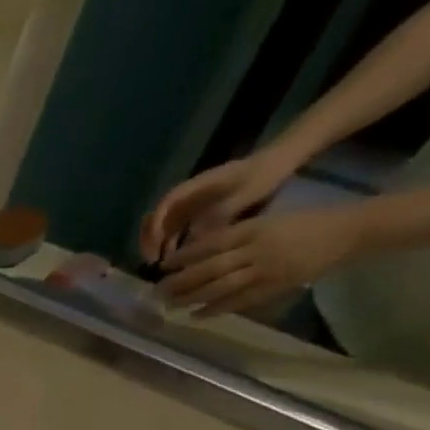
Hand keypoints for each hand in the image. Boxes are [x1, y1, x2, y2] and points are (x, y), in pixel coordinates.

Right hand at [139, 152, 297, 263]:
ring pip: (163, 229)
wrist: (279, 163)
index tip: (158, 244)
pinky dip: (173, 247)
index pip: (165, 205)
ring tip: (164, 266)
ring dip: (159, 247)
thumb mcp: (246, 192)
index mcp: (193, 187)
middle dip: (150, 240)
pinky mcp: (196, 217)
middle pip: (156, 219)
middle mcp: (185, 199)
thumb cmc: (263, 174)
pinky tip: (180, 261)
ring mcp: (189, 208)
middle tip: (153, 261)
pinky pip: (177, 233)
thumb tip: (195, 237)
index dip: (157, 224)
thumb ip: (221, 213)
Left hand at [156, 208, 362, 316]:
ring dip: (191, 298)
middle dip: (180, 281)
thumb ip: (236, 236)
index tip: (163, 266)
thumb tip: (198, 253)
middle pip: (209, 269)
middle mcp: (257, 249)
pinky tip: (196, 315)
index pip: (210, 244)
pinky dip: (216, 309)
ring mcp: (267, 269)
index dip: (183, 256)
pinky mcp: (276, 286)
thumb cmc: (305, 223)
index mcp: (254, 229)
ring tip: (169, 305)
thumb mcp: (267, 221)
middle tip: (156, 291)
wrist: (350, 231)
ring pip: (220, 286)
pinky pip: (240, 300)